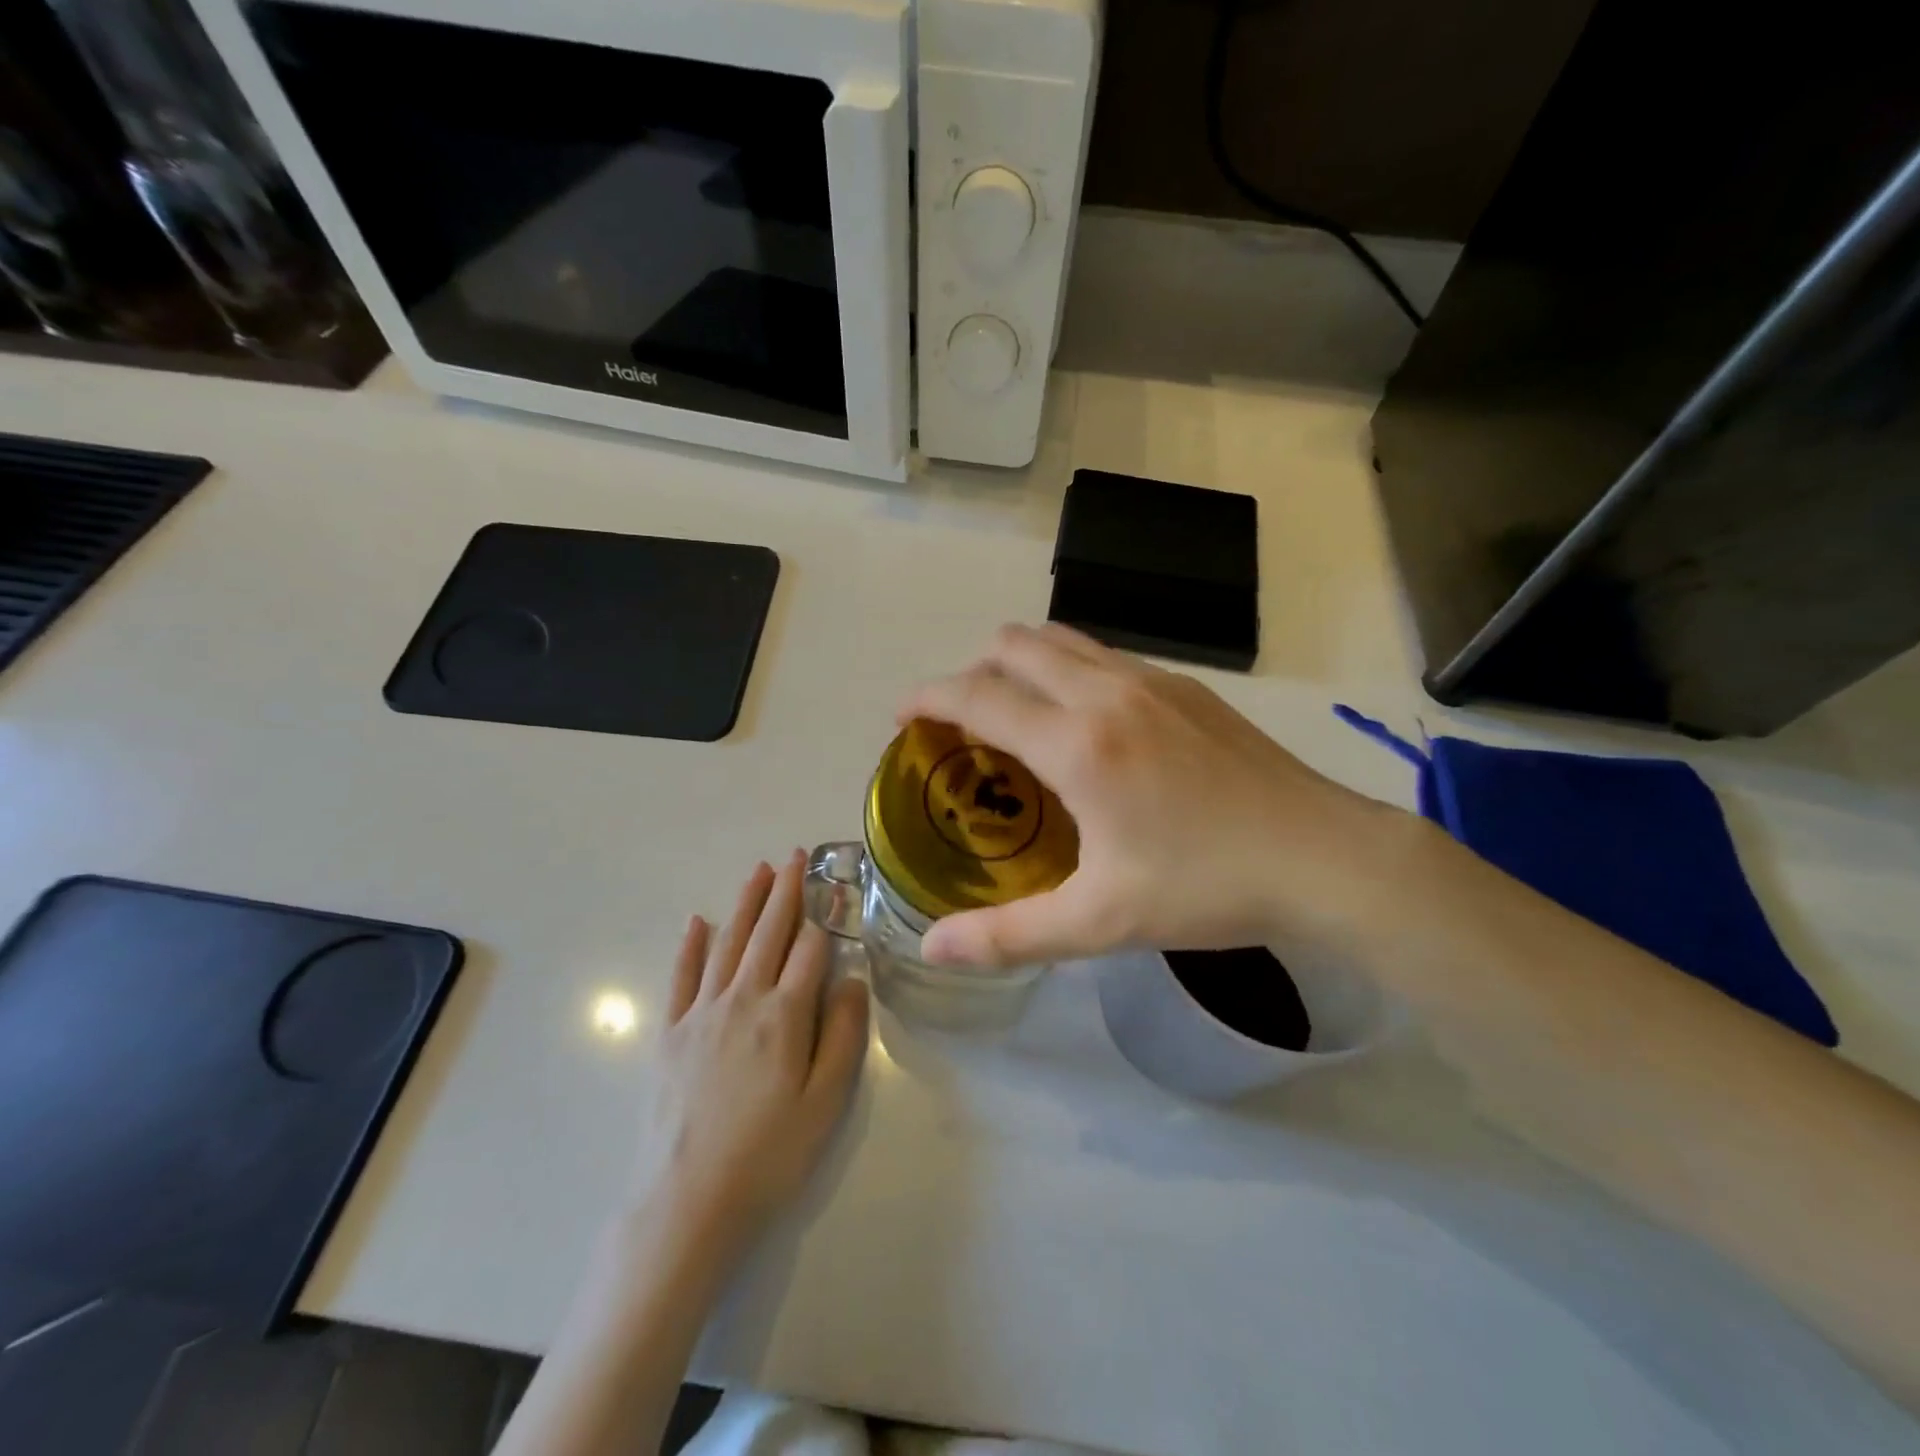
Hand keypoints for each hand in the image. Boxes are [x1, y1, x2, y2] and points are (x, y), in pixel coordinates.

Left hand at [631, 854, 869, 1246]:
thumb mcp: (825, 1101)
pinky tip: (698, 921)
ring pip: (728, 943)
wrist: (686, 1201)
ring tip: (759, 871)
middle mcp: (743, 999)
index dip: (824, 919)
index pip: (810, 950)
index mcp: (784, 1014)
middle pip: (768, 933)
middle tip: (795, 856)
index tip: (833, 890)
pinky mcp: (670, 1032)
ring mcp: (701, 1012)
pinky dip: (691, 945)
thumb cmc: (768, 1154)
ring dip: (745, 904)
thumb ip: (842, 1034)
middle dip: (785, 891)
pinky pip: (682, 976)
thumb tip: (851, 979)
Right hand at [899, 624, 1419, 967]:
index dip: (928, 697)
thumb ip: (1008, 935)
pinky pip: (1104, 655)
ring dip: (1021, 663)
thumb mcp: (1100, 921)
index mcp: (1077, 743)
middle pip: (1014, 645)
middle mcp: (1106, 692)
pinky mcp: (1186, 686)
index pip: (977, 695)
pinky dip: (1068, 668)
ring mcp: (1151, 680)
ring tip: (1016, 714)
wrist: (1325, 856)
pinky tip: (1086, 723)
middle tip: (962, 723)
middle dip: (972, 671)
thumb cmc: (1207, 887)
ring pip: (1062, 639)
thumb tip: (930, 947)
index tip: (903, 716)